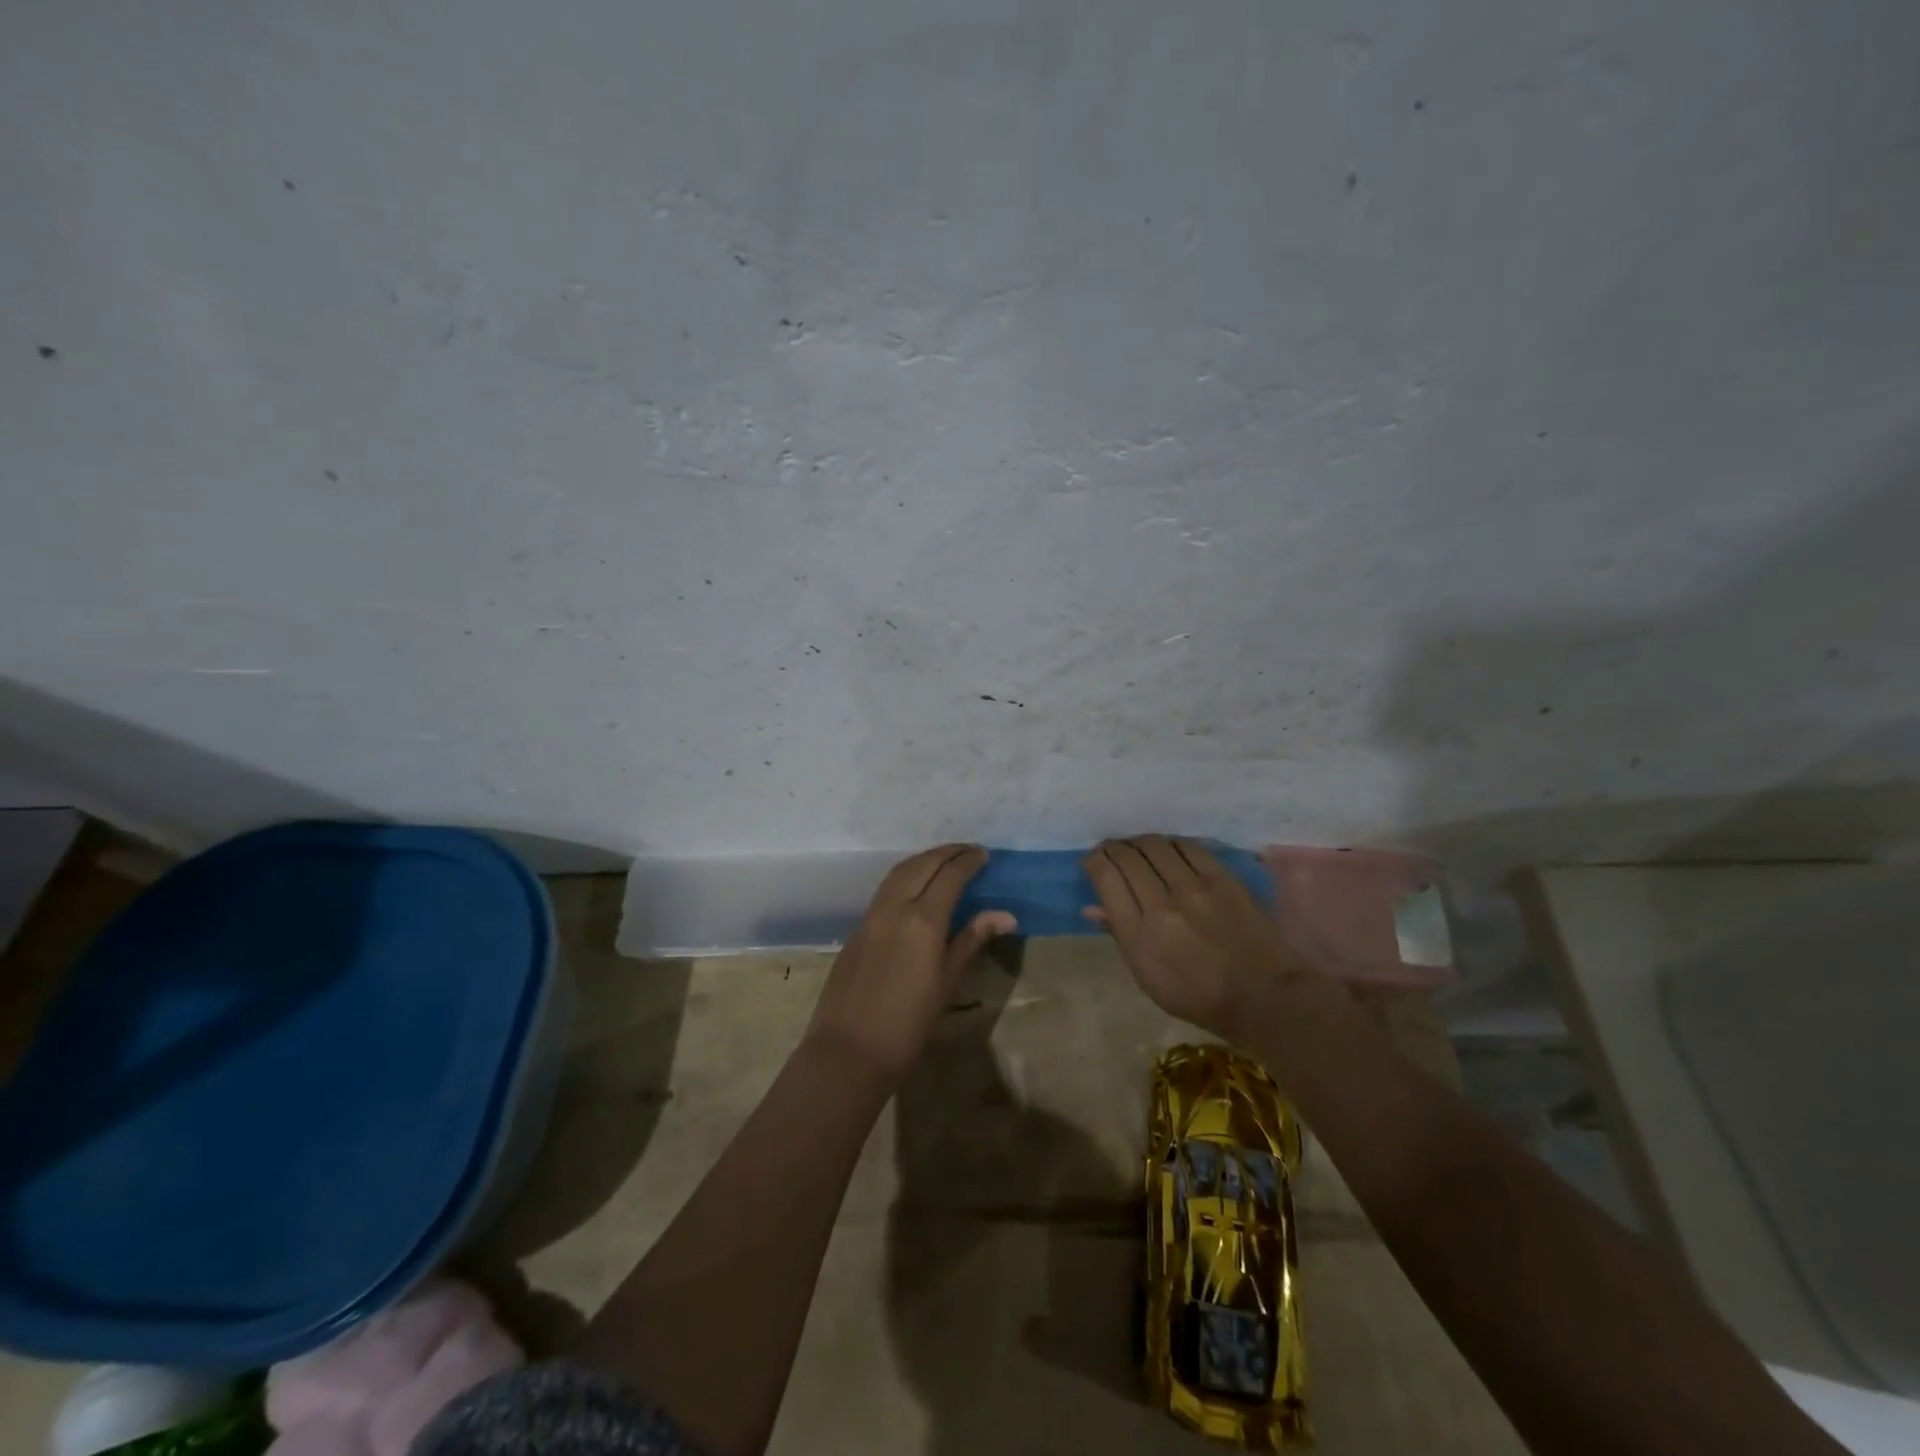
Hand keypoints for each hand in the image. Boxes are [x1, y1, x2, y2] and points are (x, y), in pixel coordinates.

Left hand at [805, 845, 1015, 1083]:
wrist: (849, 1051)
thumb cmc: (908, 1024)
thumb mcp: (947, 982)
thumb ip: (971, 940)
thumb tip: (1006, 915)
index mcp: (922, 919)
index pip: (950, 875)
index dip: (968, 861)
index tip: (985, 855)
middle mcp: (895, 907)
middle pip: (923, 864)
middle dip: (947, 853)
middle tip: (969, 851)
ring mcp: (871, 915)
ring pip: (899, 872)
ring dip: (924, 859)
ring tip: (945, 861)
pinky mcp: (858, 928)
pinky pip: (885, 888)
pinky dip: (906, 875)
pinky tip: (916, 886)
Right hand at [1083, 835, 1310, 1040]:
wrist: (1262, 996)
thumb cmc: (1197, 996)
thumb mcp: (1147, 977)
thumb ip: (1119, 936)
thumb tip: (1092, 907)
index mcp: (1138, 933)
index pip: (1106, 877)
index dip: (1094, 861)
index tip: (1093, 863)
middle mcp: (1162, 903)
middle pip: (1127, 856)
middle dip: (1112, 849)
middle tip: (1112, 852)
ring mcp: (1194, 887)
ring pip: (1155, 845)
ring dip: (1139, 843)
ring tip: (1138, 849)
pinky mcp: (1222, 878)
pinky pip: (1187, 846)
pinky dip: (1170, 843)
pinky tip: (1168, 850)